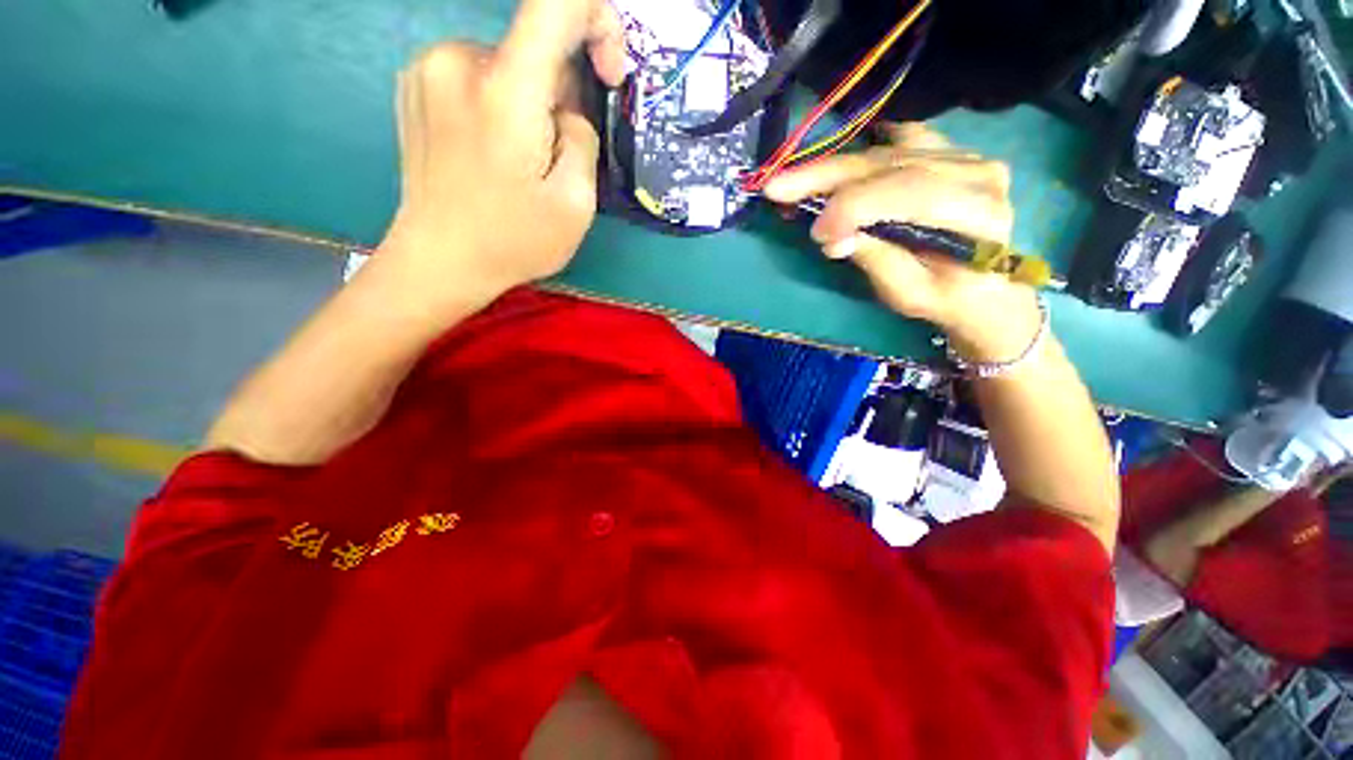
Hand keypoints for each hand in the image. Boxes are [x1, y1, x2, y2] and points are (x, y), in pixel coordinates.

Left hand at [375, 0, 625, 312]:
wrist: (439, 260)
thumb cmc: (513, 241)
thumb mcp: (576, 203)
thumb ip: (583, 138)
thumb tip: (567, 108)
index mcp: (504, 92)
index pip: (556, 4)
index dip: (597, 19)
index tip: (609, 69)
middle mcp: (458, 61)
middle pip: (534, 48)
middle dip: (561, 93)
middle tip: (558, 154)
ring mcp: (427, 69)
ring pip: (508, 66)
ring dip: (530, 103)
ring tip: (524, 161)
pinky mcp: (415, 84)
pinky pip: (479, 77)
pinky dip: (501, 104)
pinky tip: (495, 151)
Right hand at [763, 124, 1041, 363]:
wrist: (985, 289)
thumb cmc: (945, 300)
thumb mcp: (907, 294)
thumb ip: (874, 259)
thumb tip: (832, 237)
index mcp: (975, 213)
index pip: (904, 192)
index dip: (851, 207)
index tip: (814, 233)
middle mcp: (975, 172)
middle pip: (889, 164)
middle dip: (826, 176)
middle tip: (776, 187)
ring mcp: (966, 156)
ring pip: (886, 152)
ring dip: (834, 168)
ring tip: (794, 182)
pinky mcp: (952, 153)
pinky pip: (901, 141)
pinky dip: (864, 151)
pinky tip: (838, 164)